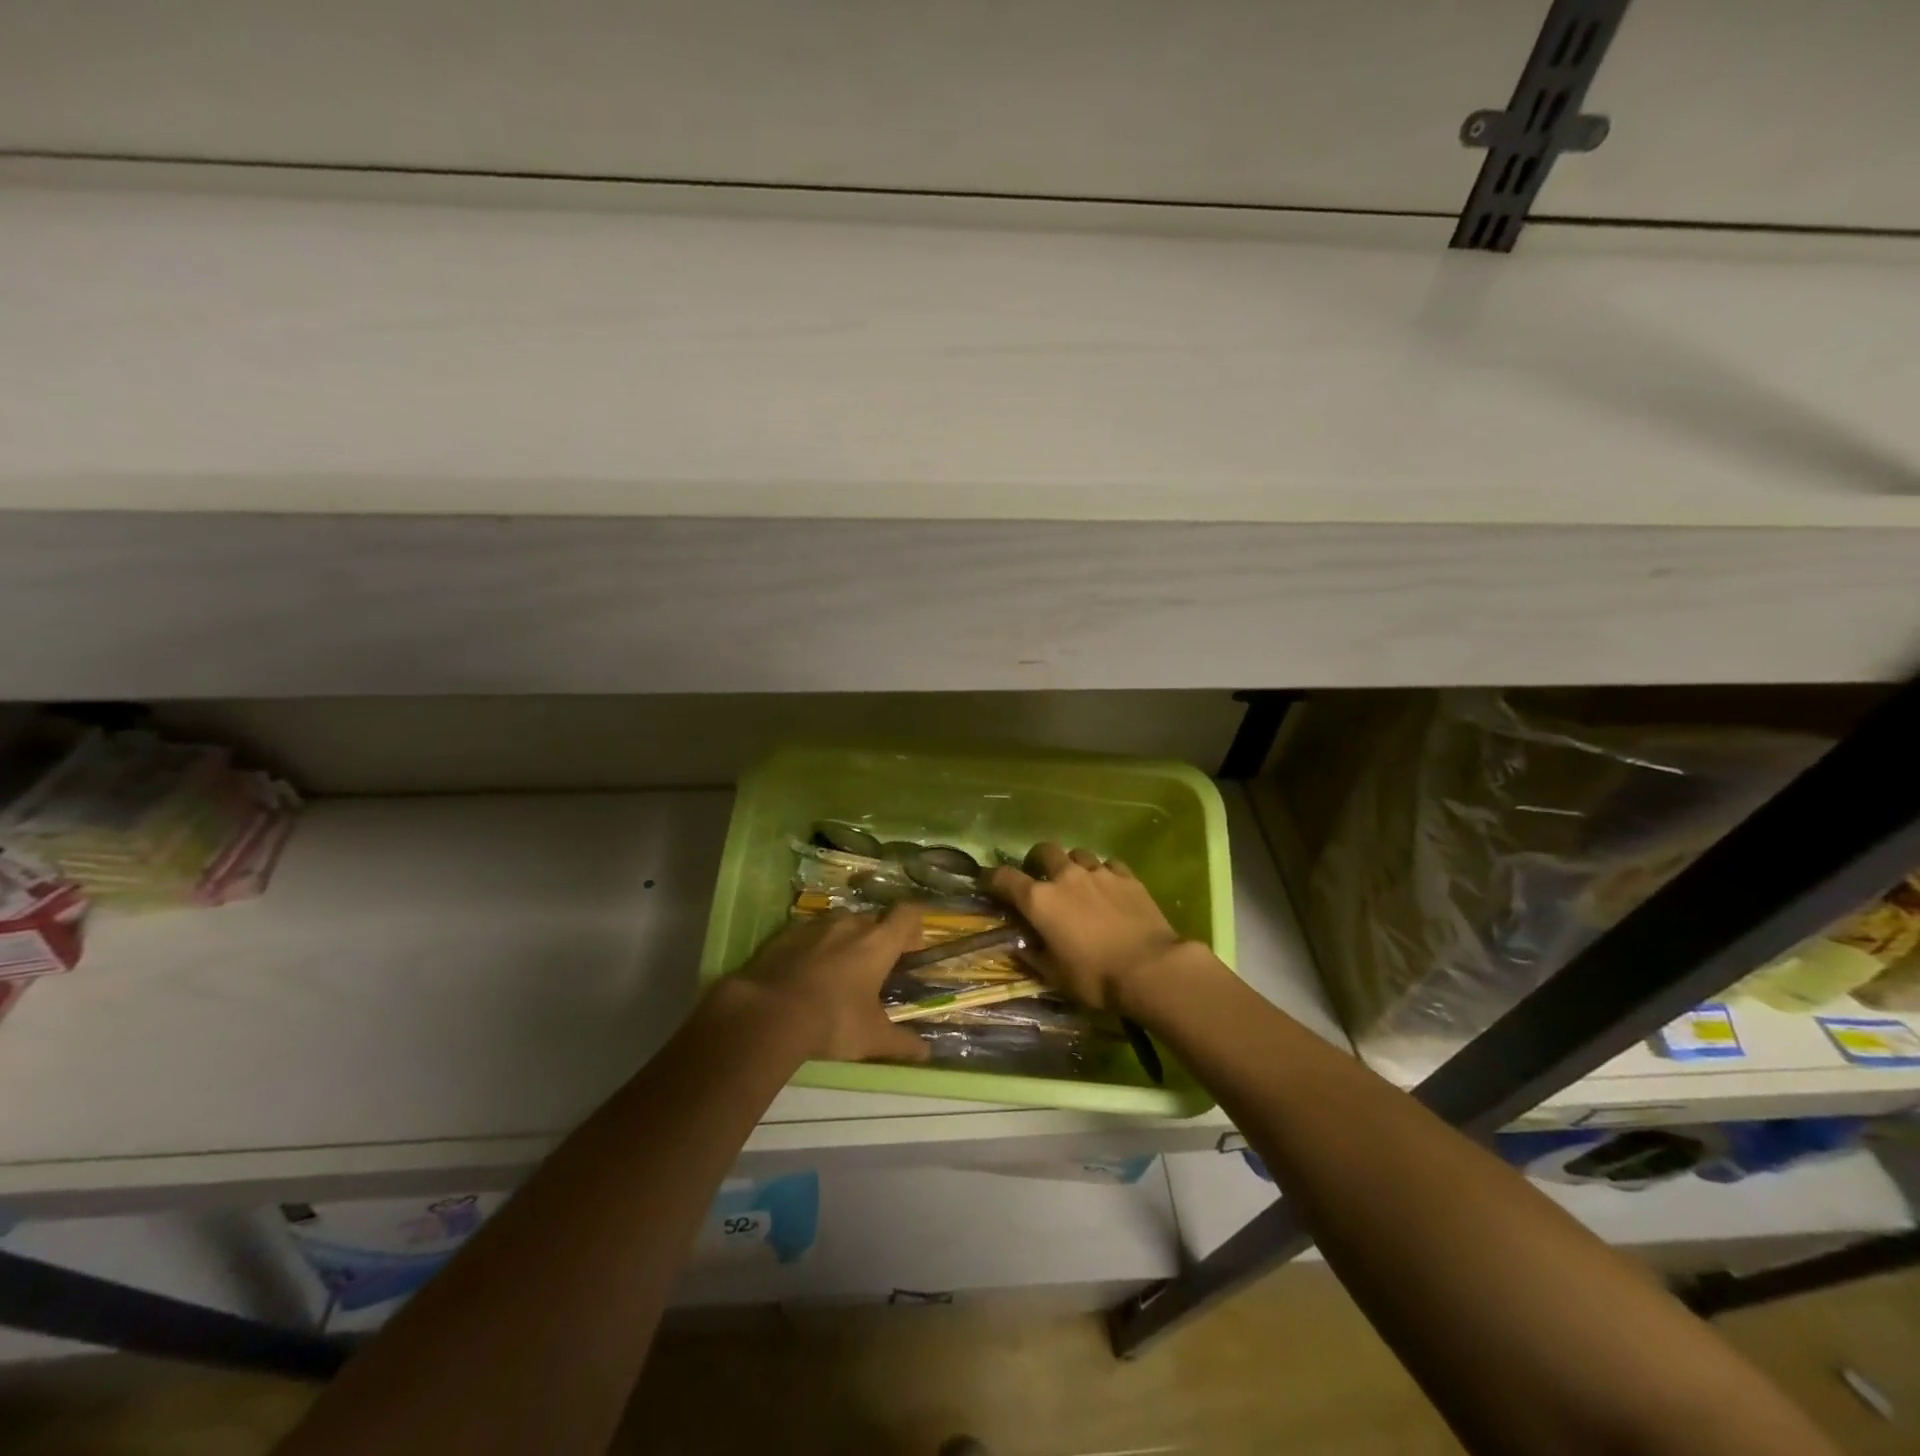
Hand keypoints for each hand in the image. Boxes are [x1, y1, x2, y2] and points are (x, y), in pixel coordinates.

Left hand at [720, 905, 931, 1064]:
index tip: (912, 947)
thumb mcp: (873, 1038)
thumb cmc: (833, 1021)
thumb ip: (902, 1043)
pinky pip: (809, 933)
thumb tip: (926, 1053)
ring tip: (839, 970)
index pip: (907, 914)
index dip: (914, 926)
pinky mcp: (785, 935)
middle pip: (872, 919)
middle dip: (878, 937)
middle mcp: (849, 925)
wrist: (769, 1014)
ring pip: (839, 923)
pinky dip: (813, 947)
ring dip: (845, 939)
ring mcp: (815, 927)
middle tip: (875, 968)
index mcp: (878, 943)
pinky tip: (806, 973)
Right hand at [985, 843, 1184, 1012]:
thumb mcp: (1054, 976)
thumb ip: (1032, 955)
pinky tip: (1108, 887)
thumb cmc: (1095, 977)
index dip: (990, 878)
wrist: (1151, 968)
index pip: (1003, 878)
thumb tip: (1018, 945)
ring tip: (1077, 883)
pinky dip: (1103, 873)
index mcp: (1039, 900)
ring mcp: (1099, 872)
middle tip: (1039, 877)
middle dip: (1036, 861)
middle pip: (1043, 851)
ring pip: (1078, 854)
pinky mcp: (1127, 876)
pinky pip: (1109, 864)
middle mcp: (1065, 876)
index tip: (985, 882)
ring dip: (1072, 865)